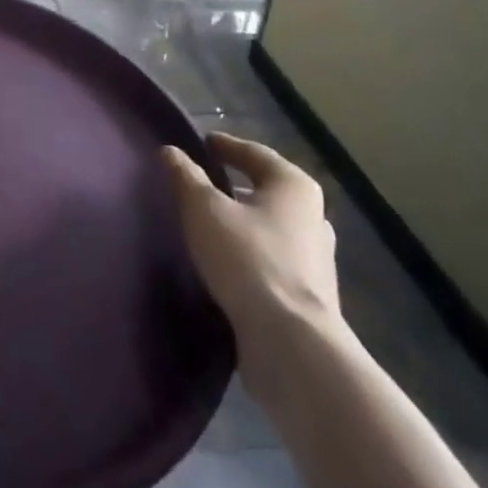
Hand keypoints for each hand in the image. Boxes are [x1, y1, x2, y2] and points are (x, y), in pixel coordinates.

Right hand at [163, 132, 340, 373]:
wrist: (291, 344)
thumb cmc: (247, 259)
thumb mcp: (204, 209)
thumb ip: (185, 176)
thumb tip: (171, 151)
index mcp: (294, 187)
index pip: (255, 153)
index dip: (226, 146)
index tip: (203, 143)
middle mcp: (313, 217)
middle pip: (267, 190)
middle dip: (237, 184)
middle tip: (204, 181)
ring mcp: (317, 259)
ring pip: (272, 226)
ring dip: (244, 221)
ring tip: (211, 222)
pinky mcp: (309, 295)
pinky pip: (273, 258)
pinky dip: (251, 251)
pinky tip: (227, 260)